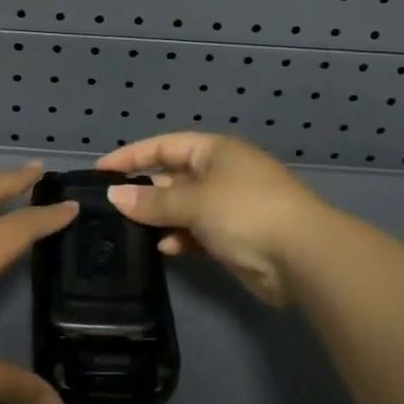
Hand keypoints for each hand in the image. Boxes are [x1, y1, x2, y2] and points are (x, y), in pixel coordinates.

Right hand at [95, 134, 325, 307]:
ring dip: (160, 218)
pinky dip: (180, 238)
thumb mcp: (193, 202)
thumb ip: (152, 202)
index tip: (100, 172)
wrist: (303, 256)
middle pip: (172, 177)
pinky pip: (197, 233)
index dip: (131, 157)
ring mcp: (229, 206)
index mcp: (214, 151)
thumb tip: (114, 196)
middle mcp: (221, 174)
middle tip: (110, 207)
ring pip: (183, 208)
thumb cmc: (245, 212)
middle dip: (144, 191)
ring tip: (129, 230)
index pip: (163, 146)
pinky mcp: (235, 238)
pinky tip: (164, 248)